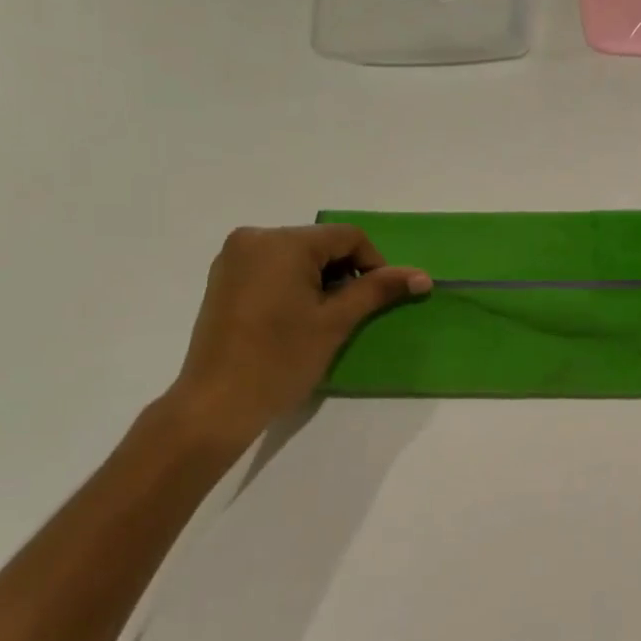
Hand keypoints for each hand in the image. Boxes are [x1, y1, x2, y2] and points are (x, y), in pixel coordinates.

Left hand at [166, 225, 429, 444]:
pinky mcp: (224, 278)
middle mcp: (254, 238)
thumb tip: (422, 276)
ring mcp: (233, 257)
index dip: (374, 264)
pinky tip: (295, 318)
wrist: (217, 403)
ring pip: (296, 256)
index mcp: (282, 242)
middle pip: (320, 243)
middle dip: (345, 272)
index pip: (347, 236)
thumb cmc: (281, 360)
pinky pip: (272, 267)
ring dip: (320, 279)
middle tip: (351, 313)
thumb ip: (377, 290)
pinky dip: (293, 284)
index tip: (379, 299)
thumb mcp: (336, 322)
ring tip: (323, 319)